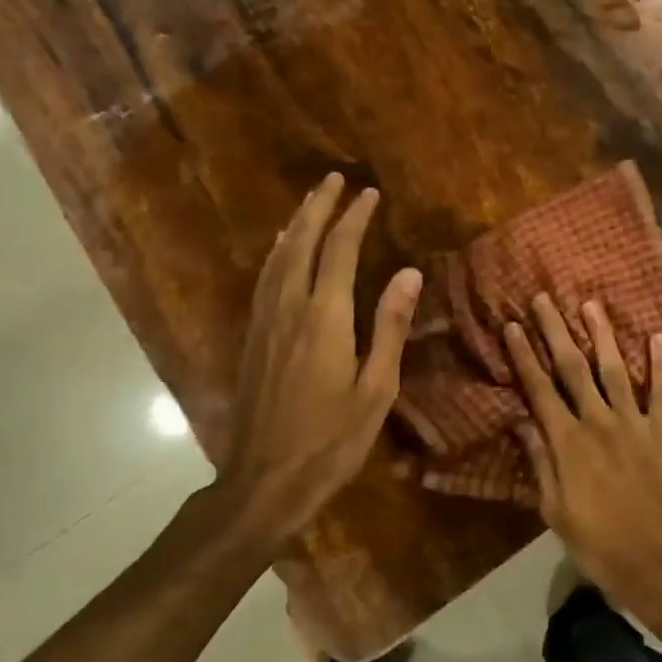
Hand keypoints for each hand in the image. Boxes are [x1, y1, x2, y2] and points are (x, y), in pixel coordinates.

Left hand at [218, 173, 420, 550]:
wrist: (263, 482)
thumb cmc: (331, 441)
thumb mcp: (376, 389)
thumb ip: (391, 327)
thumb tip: (410, 274)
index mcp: (325, 318)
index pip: (340, 251)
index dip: (355, 218)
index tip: (369, 193)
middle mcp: (290, 309)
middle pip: (302, 243)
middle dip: (319, 207)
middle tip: (334, 179)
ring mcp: (264, 323)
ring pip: (277, 258)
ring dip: (295, 224)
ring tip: (310, 201)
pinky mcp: (251, 339)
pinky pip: (263, 280)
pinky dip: (275, 253)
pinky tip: (280, 250)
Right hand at [504, 294, 661, 621]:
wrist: (656, 564)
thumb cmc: (597, 543)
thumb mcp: (554, 510)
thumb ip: (540, 462)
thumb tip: (522, 421)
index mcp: (568, 442)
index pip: (540, 389)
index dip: (524, 356)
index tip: (511, 326)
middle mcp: (599, 422)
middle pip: (574, 368)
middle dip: (556, 331)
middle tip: (544, 299)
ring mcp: (635, 425)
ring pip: (616, 370)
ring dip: (603, 335)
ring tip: (591, 305)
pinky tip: (659, 337)